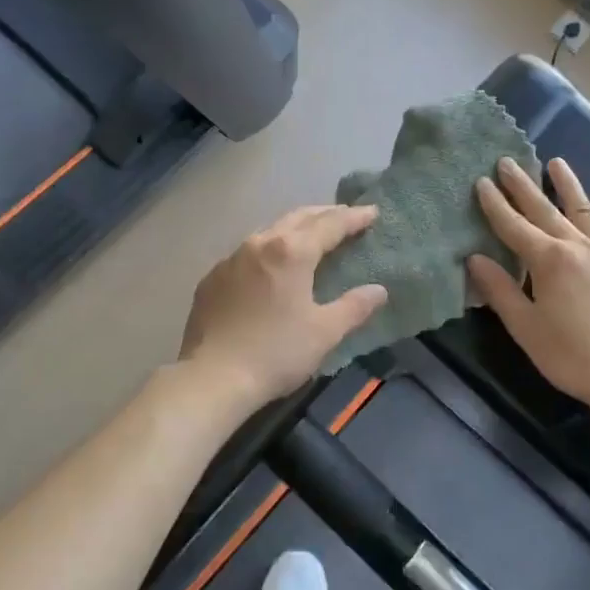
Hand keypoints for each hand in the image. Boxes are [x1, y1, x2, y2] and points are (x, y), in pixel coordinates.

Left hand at [179, 206, 388, 408]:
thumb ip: (354, 307)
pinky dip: (266, 251)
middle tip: (345, 216)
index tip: (372, 212)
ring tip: (309, 237)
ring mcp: (230, 259)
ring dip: (293, 229)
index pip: (330, 224)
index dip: (353, 218)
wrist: (212, 378)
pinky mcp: (211, 279)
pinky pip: (245, 254)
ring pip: (268, 232)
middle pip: (297, 218)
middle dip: (324, 214)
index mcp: (291, 251)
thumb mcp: (325, 332)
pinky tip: (269, 267)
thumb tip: (379, 290)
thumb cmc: (276, 352)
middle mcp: (259, 244)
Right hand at [468, 157, 589, 413]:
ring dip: (568, 185)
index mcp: (548, 261)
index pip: (513, 226)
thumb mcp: (526, 329)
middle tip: (508, 161)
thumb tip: (474, 258)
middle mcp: (579, 246)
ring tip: (556, 162)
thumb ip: (500, 290)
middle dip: (523, 186)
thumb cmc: (573, 356)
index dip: (495, 204)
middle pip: (545, 210)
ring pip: (585, 210)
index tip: (482, 181)